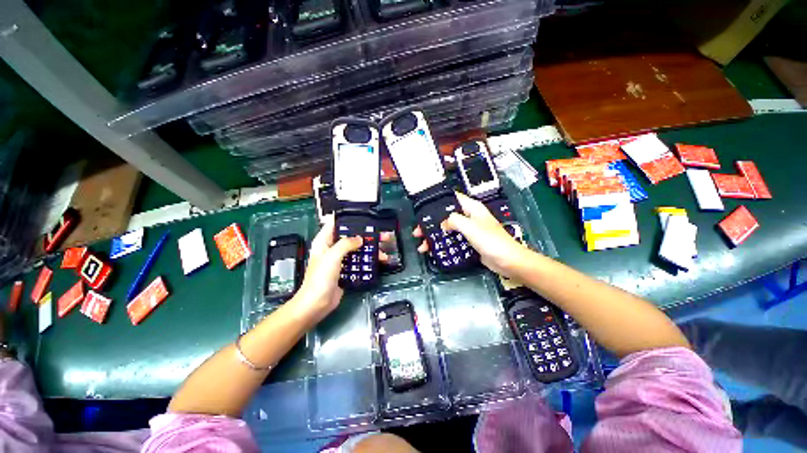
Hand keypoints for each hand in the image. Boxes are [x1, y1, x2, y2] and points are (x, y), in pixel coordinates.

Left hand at [291, 216, 388, 324]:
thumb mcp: (332, 256)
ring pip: (357, 249)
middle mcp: (332, 248)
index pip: (335, 224)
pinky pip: (359, 261)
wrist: (317, 304)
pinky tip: (379, 262)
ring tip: (385, 251)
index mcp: (324, 241)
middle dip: (367, 235)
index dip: (349, 219)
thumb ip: (346, 244)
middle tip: (383, 236)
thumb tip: (360, 239)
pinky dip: (368, 260)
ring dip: (371, 249)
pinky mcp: (346, 270)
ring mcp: (340, 260)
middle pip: (351, 237)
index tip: (365, 218)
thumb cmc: (321, 278)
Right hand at [414, 192, 532, 277]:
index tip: (424, 209)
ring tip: (422, 245)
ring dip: (435, 236)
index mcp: (472, 208)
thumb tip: (443, 225)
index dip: (438, 202)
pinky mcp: (469, 242)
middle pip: (446, 216)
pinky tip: (434, 251)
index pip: (453, 198)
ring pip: (448, 230)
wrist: (507, 261)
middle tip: (418, 232)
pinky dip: (443, 245)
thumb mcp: (470, 227)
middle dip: (432, 224)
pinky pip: (453, 241)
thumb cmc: (491, 241)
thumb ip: (454, 221)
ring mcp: (469, 231)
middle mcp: (469, 217)